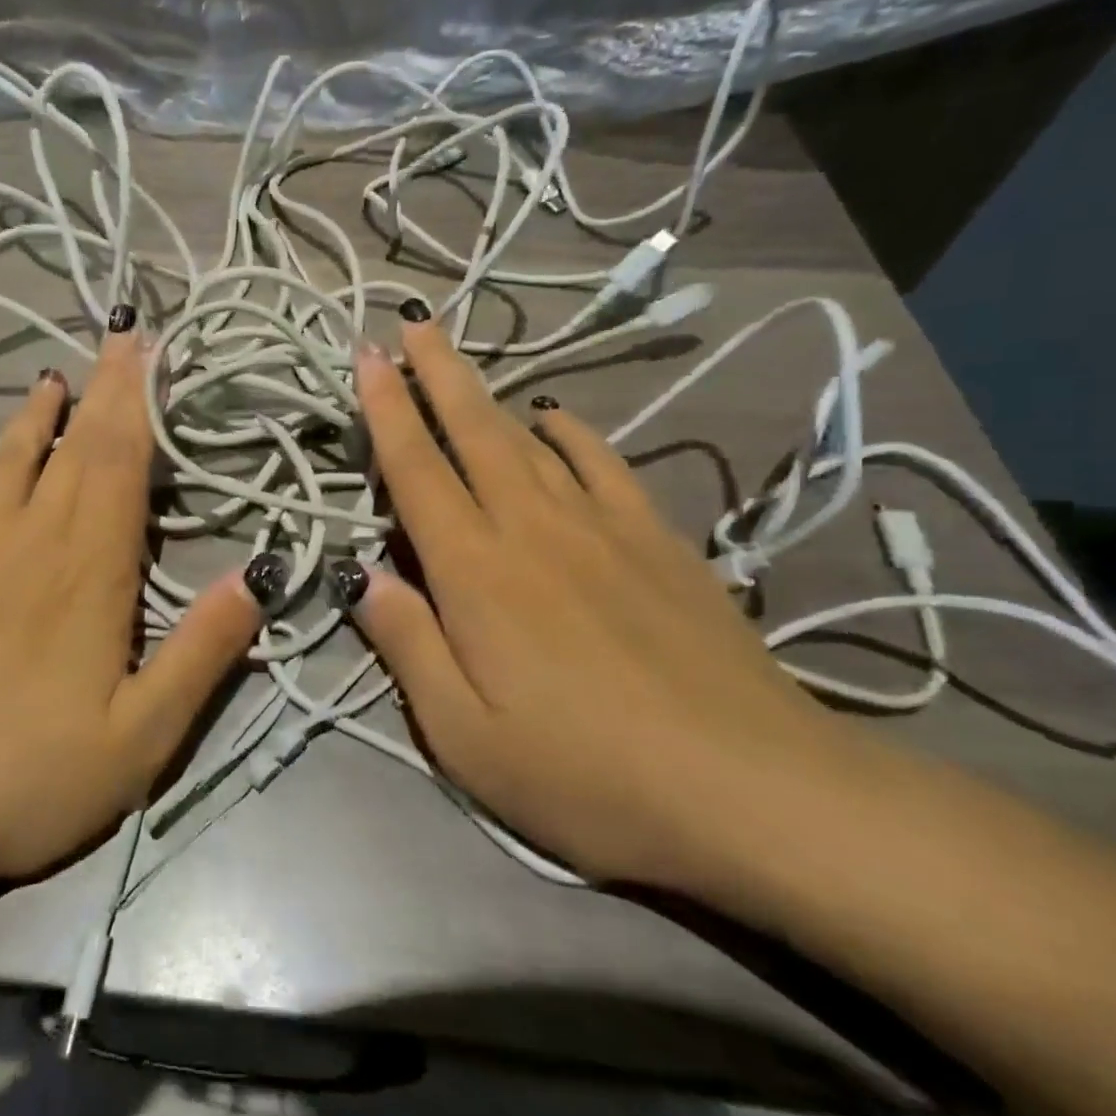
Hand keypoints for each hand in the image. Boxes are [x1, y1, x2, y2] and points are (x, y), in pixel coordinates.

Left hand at [0, 314, 262, 888]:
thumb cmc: (31, 772)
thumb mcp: (142, 735)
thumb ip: (203, 652)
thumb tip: (257, 576)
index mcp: (93, 567)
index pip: (123, 463)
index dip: (139, 403)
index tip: (151, 353)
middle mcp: (32, 537)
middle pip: (75, 447)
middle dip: (103, 389)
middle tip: (120, 336)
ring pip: (8, 458)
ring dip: (34, 415)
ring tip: (53, 378)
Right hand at [342, 310, 855, 889]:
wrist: (752, 790)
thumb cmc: (586, 774)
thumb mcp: (465, 736)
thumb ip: (407, 645)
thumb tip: (362, 579)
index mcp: (475, 571)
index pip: (416, 470)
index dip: (385, 410)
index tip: (367, 359)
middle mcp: (531, 527)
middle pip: (472, 432)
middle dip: (435, 374)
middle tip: (410, 325)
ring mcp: (600, 526)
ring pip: (529, 439)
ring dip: (488, 395)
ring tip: (461, 363)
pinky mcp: (656, 540)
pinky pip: (600, 464)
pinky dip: (568, 433)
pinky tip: (554, 420)